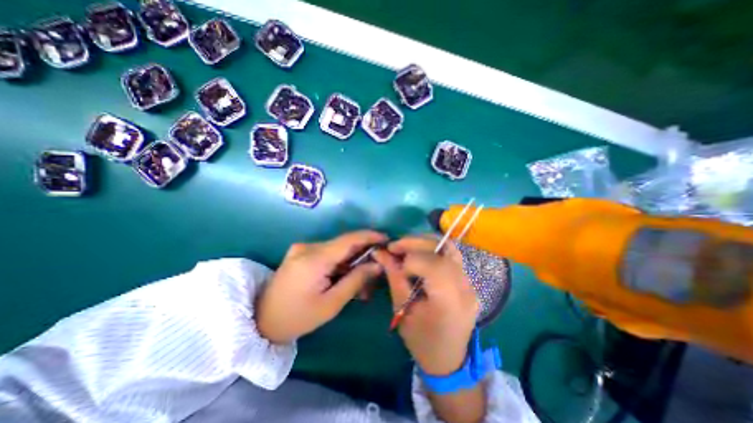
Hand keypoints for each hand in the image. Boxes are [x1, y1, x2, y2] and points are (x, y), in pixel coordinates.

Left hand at [259, 230, 387, 344]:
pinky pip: (328, 253)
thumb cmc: (297, 318)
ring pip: (337, 249)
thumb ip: (356, 280)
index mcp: (314, 258)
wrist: (259, 321)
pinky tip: (345, 277)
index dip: (370, 236)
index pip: (349, 239)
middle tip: (377, 269)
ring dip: (352, 261)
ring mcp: (302, 248)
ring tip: (362, 281)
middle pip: (344, 244)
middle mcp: (308, 247)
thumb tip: (377, 264)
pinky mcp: (301, 252)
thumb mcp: (331, 304)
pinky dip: (340, 263)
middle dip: (363, 254)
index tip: (387, 239)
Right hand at [374, 236, 478, 374]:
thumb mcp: (402, 310)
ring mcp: (470, 282)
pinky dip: (433, 248)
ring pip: (449, 247)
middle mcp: (465, 288)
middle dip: (415, 243)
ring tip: (406, 246)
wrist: (449, 359)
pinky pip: (451, 254)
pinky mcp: (468, 280)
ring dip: (425, 242)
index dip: (410, 260)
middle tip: (395, 245)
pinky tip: (420, 252)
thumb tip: (380, 253)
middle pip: (443, 250)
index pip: (433, 266)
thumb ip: (394, 277)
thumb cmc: (422, 341)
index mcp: (449, 302)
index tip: (394, 263)